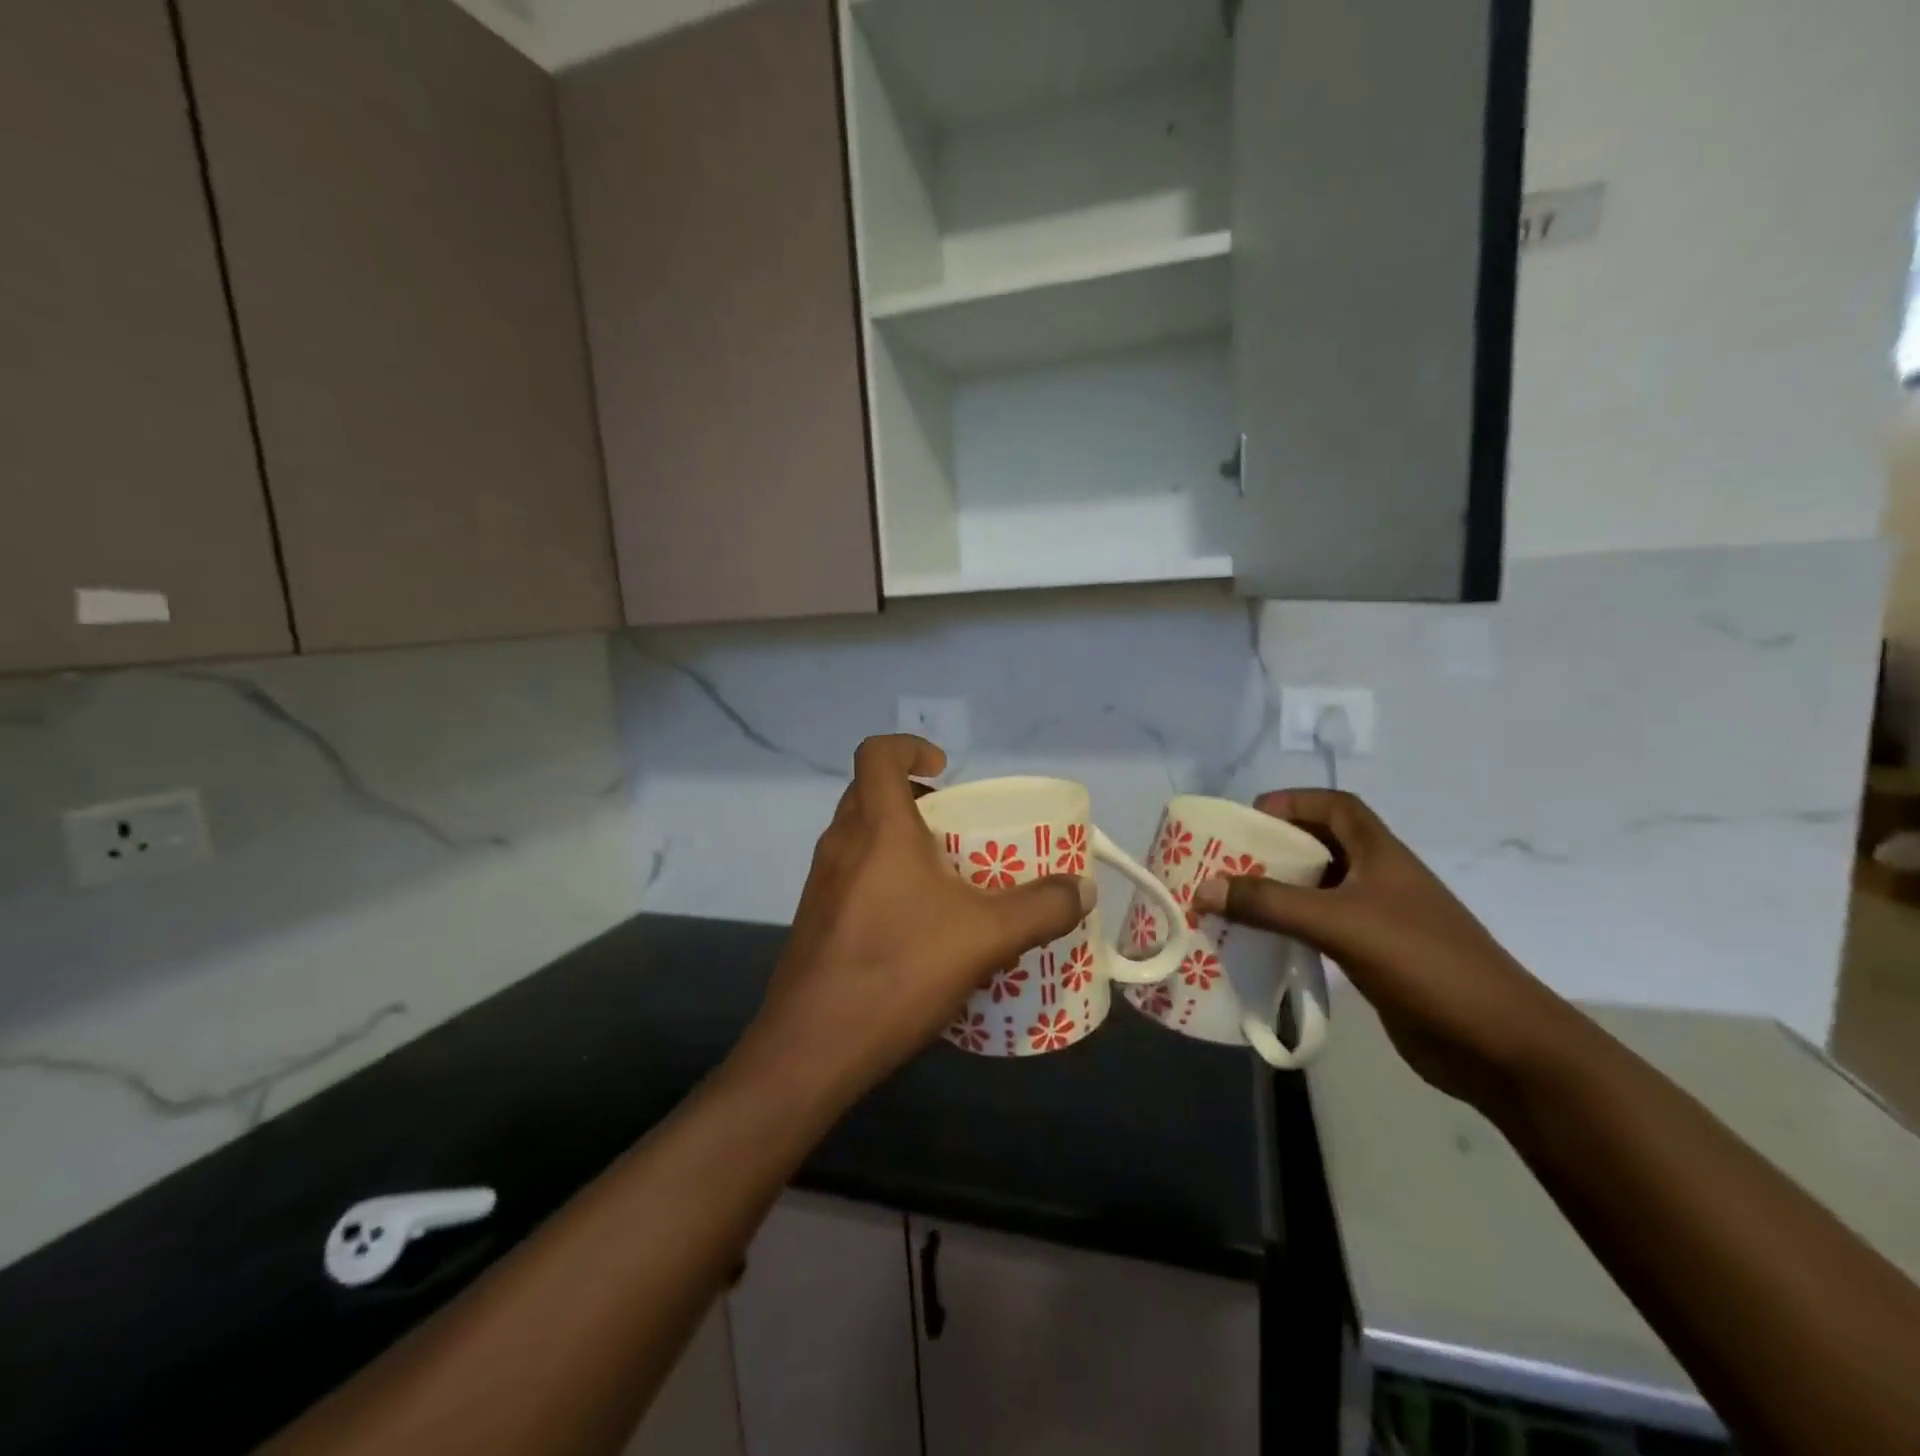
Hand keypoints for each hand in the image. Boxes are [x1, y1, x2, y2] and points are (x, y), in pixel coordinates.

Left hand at [745, 735, 1092, 1099]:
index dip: (909, 746)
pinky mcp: (814, 921)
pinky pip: (852, 878)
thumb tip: (1083, 889)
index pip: (877, 753)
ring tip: (944, 880)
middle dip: (914, 800)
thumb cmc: (898, 969)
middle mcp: (841, 844)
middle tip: (955, 830)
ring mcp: (821, 884)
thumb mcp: (985, 937)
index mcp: (877, 827)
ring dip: (899, 843)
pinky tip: (916, 928)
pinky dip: (884, 881)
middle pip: (870, 794)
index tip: (944, 769)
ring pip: (860, 838)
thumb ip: (1041, 907)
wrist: (812, 1047)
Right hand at [1193, 790, 1572, 1107]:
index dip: (1293, 803)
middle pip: (1321, 847)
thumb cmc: (1424, 963)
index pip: (1336, 807)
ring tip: (1232, 903)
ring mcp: (1380, 921)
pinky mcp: (1376, 959)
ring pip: (1319, 891)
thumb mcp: (1340, 924)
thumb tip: (1204, 889)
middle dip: (1274, 850)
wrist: (1500, 1045)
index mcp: (1381, 855)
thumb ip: (1270, 904)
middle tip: (1226, 865)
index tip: (1248, 821)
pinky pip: (1323, 930)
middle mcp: (1380, 879)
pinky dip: (1291, 929)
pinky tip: (1263, 944)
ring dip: (1279, 892)